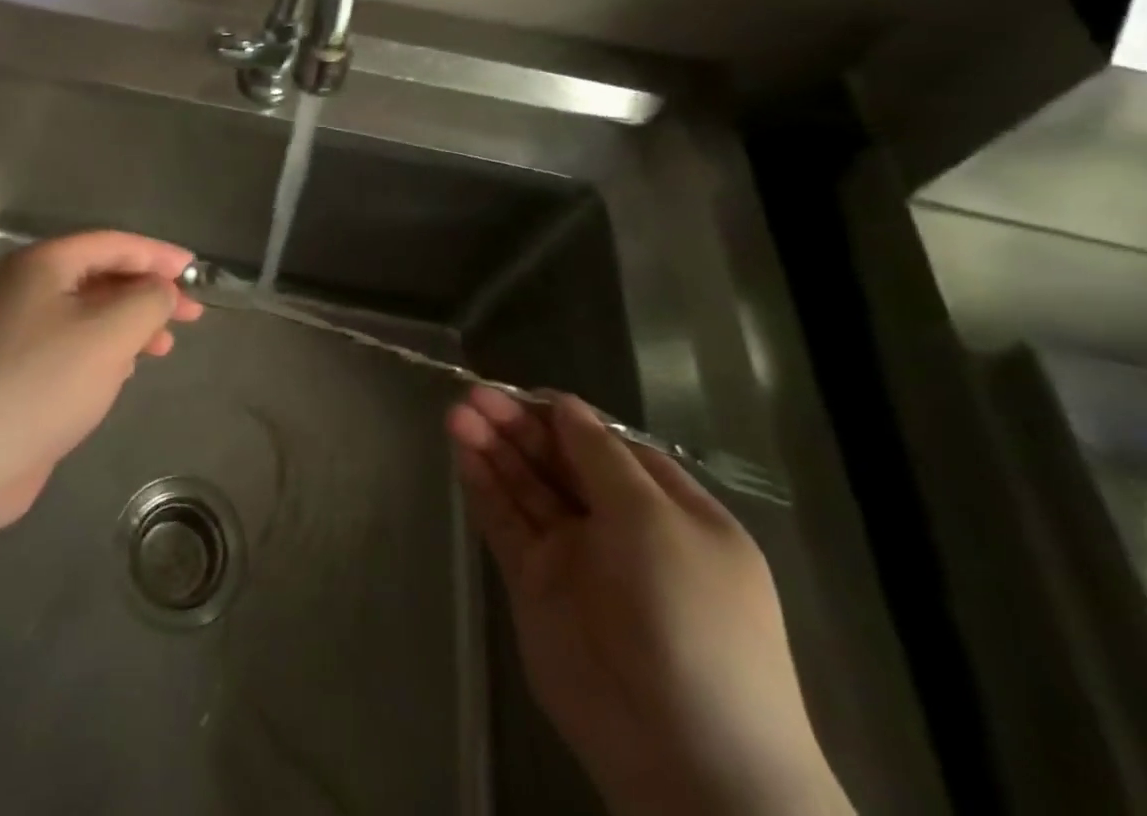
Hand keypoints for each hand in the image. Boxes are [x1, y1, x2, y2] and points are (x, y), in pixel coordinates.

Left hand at [0, 232, 202, 529]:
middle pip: (100, 277)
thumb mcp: (108, 333)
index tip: (196, 273)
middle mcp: (25, 290)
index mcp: (43, 265)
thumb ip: (146, 301)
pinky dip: (101, 354)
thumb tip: (162, 289)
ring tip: (163, 347)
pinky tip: (121, 375)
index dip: (159, 255)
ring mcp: (13, 334)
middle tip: (191, 314)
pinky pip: (67, 350)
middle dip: (147, 293)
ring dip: (127, 326)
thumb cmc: (39, 383)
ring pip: (85, 316)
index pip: (113, 244)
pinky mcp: (11, 376)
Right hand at [447, 388, 851, 815]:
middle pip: (559, 461)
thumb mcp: (656, 520)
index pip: (606, 445)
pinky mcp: (535, 583)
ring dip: (494, 448)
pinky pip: (505, 523)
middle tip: (474, 397)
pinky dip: (483, 486)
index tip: (522, 392)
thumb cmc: (689, 615)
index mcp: (668, 510)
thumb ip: (600, 457)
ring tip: (457, 414)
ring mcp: (575, 557)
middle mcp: (620, 528)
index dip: (563, 416)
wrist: (684, 754)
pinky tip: (461, 451)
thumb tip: (564, 405)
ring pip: (526, 487)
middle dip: (518, 426)